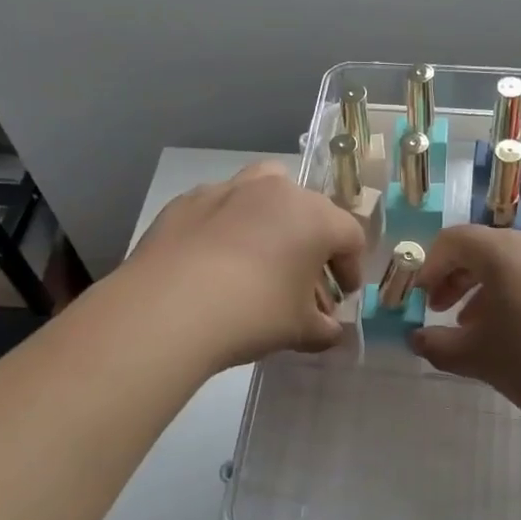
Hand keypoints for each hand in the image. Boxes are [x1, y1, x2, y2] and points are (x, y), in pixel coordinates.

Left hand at [125, 162, 365, 370]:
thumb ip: (324, 328)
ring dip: (273, 219)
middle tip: (304, 282)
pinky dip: (229, 226)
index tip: (343, 295)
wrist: (169, 308)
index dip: (351, 268)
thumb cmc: (253, 314)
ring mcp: (228, 190)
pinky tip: (216, 261)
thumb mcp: (299, 330)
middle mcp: (275, 191)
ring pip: (264, 191)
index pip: (350, 237)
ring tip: (263, 254)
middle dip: (313, 247)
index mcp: (314, 217)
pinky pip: (221, 207)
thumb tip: (330, 330)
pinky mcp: (187, 201)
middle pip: (309, 211)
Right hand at [411, 225, 520, 442]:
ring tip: (475, 330)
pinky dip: (515, 297)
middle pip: (484, 250)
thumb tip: (417, 339)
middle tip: (439, 312)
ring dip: (484, 291)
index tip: (417, 299)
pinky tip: (517, 337)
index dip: (427, 267)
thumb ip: (439, 346)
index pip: (453, 240)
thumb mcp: (481, 359)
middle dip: (454, 279)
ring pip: (513, 265)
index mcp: (505, 252)